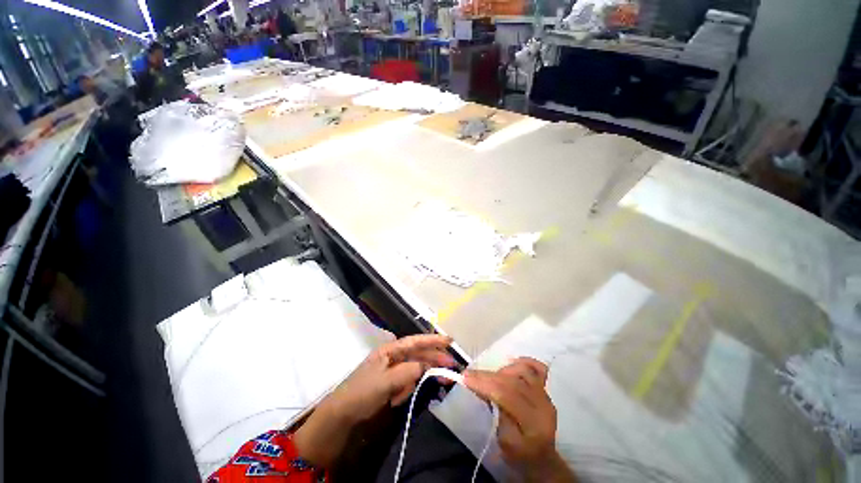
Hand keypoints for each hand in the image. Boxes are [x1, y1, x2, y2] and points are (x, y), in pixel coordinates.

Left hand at [327, 333, 455, 421]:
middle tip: (452, 366)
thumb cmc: (362, 392)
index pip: (415, 341)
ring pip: (415, 369)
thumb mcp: (385, 381)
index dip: (432, 340)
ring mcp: (393, 369)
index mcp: (390, 349)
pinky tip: (397, 400)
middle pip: (419, 354)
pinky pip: (407, 382)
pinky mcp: (392, 383)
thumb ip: (408, 371)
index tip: (449, 340)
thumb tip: (427, 365)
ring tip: (428, 385)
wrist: (342, 415)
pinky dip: (407, 390)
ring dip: (420, 378)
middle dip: (434, 359)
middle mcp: (393, 356)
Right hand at [465, 358, 574, 482]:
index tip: (465, 378)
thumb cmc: (520, 454)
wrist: (542, 457)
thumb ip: (497, 414)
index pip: (507, 394)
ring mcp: (546, 395)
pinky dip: (522, 362)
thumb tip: (484, 390)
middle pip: (512, 380)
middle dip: (487, 376)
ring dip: (502, 370)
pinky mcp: (545, 389)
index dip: (484, 383)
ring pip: (522, 370)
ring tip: (490, 378)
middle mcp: (542, 405)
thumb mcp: (504, 442)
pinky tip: (510, 364)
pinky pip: (537, 368)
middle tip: (469, 375)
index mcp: (532, 423)